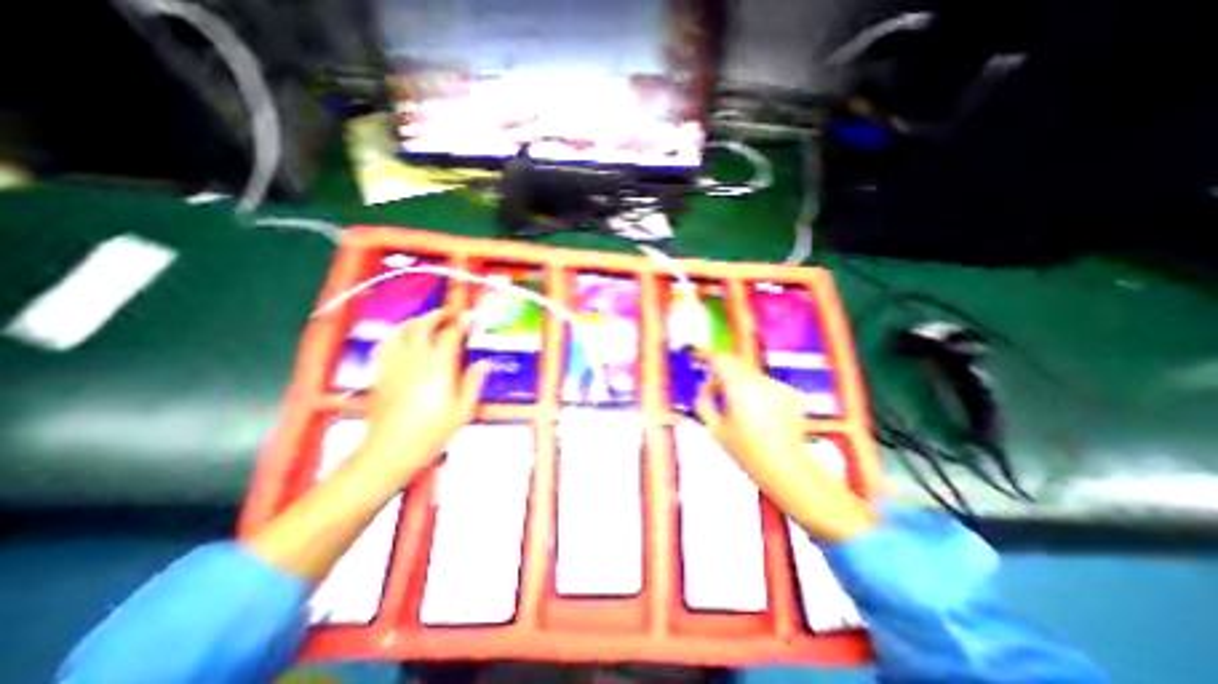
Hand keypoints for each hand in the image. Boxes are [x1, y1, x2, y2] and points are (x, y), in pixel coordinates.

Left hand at [362, 311, 488, 481]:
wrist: (391, 450)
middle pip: (422, 326)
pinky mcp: (380, 373)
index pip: (450, 335)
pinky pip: (385, 345)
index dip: (462, 323)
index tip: (470, 317)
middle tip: (450, 315)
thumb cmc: (432, 432)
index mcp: (438, 367)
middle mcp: (415, 359)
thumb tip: (483, 363)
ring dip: (416, 321)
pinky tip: (401, 339)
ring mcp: (394, 364)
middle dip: (437, 315)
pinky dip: (396, 335)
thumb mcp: (463, 411)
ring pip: (401, 331)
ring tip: (427, 321)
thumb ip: (473, 383)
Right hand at [694, 350, 876, 543]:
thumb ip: (704, 402)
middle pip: (734, 361)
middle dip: (719, 366)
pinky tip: (754, 410)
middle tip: (710, 381)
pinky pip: (762, 382)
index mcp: (738, 388)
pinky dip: (752, 387)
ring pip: (748, 371)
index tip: (695, 355)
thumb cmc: (746, 452)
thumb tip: (705, 386)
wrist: (787, 468)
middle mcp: (758, 380)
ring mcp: (776, 384)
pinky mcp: (788, 392)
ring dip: (735, 378)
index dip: (704, 354)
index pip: (718, 359)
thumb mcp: (715, 429)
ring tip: (732, 402)